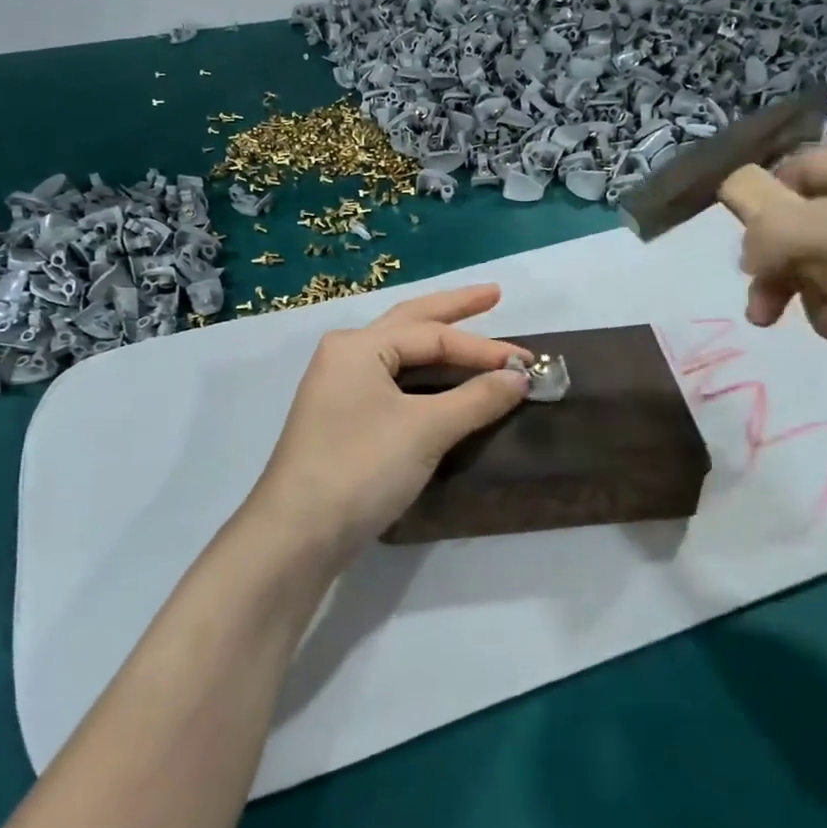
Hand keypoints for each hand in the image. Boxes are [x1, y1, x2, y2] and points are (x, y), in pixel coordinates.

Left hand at [243, 285, 531, 562]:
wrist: (298, 533)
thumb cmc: (361, 467)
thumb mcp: (426, 429)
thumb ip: (476, 398)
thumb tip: (520, 377)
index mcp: (359, 346)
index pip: (433, 337)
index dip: (484, 349)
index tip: (528, 363)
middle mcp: (345, 356)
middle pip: (410, 323)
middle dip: (453, 309)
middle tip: (494, 294)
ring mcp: (340, 388)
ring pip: (399, 354)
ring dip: (437, 342)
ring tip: (470, 325)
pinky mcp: (343, 419)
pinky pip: (392, 383)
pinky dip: (424, 376)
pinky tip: (439, 378)